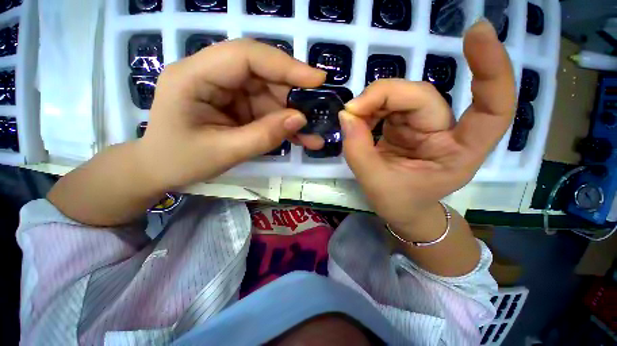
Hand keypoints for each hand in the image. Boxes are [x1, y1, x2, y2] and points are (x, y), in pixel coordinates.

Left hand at [138, 39, 325, 189]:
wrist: (160, 170)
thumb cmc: (180, 161)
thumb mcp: (224, 152)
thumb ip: (263, 135)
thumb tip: (300, 119)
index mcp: (194, 76)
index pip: (246, 56)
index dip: (285, 65)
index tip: (317, 80)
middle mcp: (212, 74)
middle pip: (262, 75)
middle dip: (293, 97)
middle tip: (318, 115)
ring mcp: (226, 90)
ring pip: (269, 95)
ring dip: (293, 117)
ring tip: (313, 137)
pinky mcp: (237, 105)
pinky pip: (266, 110)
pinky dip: (284, 124)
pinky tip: (300, 138)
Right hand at [340, 20, 515, 237]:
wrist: (400, 210)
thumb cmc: (399, 203)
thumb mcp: (375, 183)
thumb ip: (358, 150)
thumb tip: (346, 115)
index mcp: (458, 152)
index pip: (492, 107)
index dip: (491, 68)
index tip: (476, 32)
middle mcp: (446, 133)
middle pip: (422, 97)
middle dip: (384, 97)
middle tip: (352, 110)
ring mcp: (424, 127)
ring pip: (402, 97)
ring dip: (374, 103)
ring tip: (352, 118)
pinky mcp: (405, 126)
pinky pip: (388, 106)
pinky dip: (370, 109)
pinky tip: (358, 120)